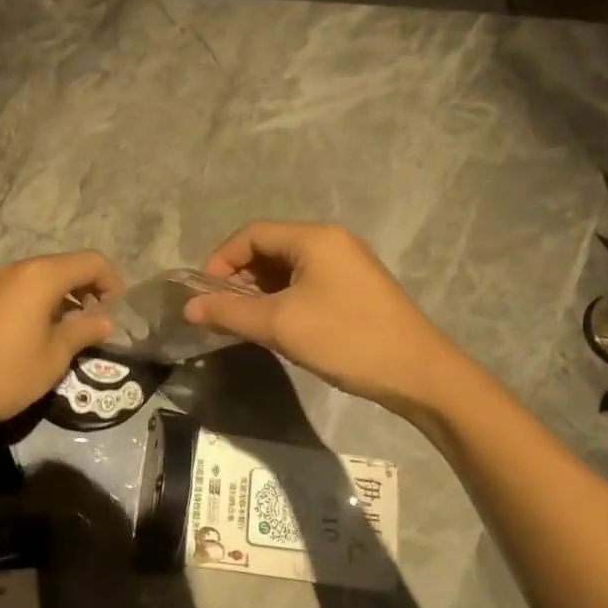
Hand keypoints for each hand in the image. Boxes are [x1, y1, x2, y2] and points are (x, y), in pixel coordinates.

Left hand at [0, 250, 123, 422]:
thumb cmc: (7, 374)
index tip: (117, 311)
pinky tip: (40, 333)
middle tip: (97, 322)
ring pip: (41, 277)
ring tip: (71, 330)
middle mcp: (17, 270)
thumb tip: (105, 320)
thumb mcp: (55, 356)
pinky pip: (20, 289)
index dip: (112, 281)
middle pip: (65, 265)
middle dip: (88, 288)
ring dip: (64, 296)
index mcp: (40, 277)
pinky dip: (40, 302)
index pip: (91, 261)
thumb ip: (84, 330)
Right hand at [183, 221, 455, 414]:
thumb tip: (188, 307)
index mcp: (315, 238)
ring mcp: (348, 263)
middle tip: (224, 311)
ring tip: (247, 321)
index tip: (206, 294)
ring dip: (261, 289)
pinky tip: (279, 324)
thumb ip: (230, 312)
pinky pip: (308, 281)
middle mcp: (332, 241)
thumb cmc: (346, 340)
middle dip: (240, 276)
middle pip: (270, 246)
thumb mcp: (280, 325)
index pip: (252, 233)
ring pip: (289, 266)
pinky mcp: (356, 287)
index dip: (222, 259)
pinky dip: (284, 296)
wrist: (419, 373)